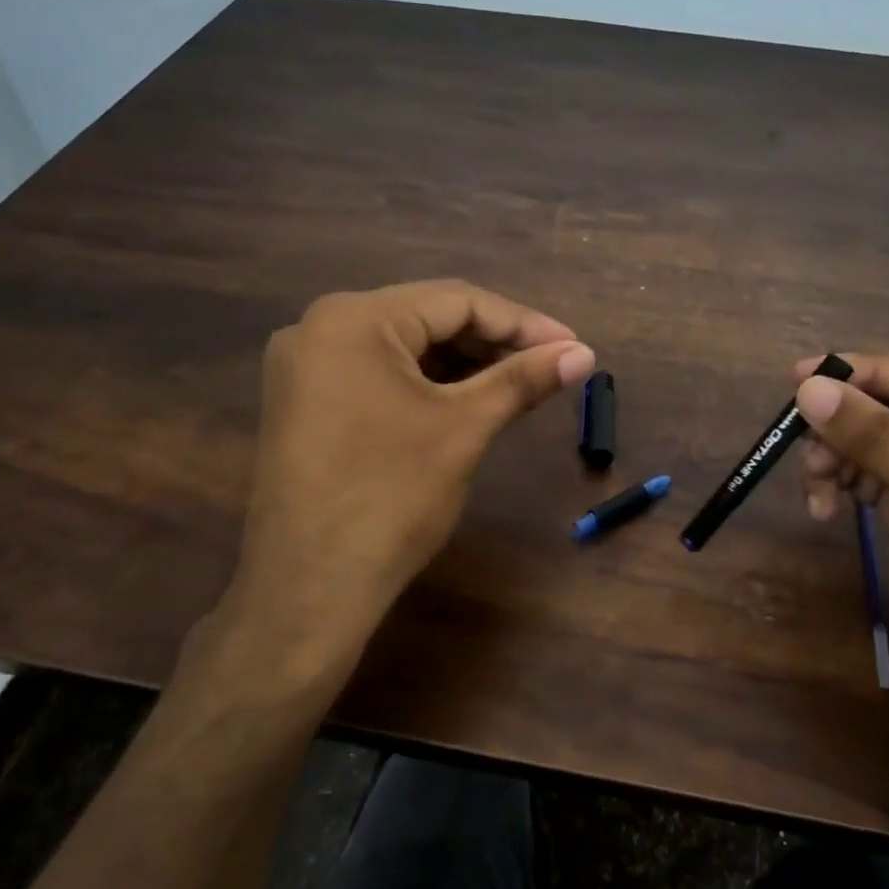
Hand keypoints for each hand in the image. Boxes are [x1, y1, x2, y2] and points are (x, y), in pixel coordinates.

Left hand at [200, 281, 594, 694]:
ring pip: (402, 349)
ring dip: (462, 364)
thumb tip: (584, 353)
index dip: (522, 323)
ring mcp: (304, 368)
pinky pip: (377, 376)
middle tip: (550, 367)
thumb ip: (522, 380)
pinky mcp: (304, 404)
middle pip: (426, 319)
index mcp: (354, 319)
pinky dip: (425, 385)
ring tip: (518, 385)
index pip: (455, 300)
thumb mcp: (464, 429)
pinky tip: (466, 401)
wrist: (310, 589)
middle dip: (493, 343)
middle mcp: (318, 328)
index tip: (573, 346)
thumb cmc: (391, 498)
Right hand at [792, 353, 888, 738]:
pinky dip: (843, 485)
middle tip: (798, 432)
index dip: (874, 372)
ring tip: (814, 483)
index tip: (805, 374)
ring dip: (841, 456)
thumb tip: (810, 388)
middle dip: (852, 423)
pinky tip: (823, 507)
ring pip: (882, 443)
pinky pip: (872, 478)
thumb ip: (881, 442)